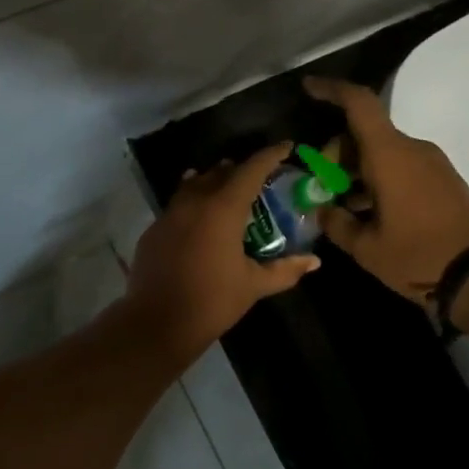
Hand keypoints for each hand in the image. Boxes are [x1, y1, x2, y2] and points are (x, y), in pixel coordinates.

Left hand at [121, 144, 320, 357]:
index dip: (270, 155)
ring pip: (195, 184)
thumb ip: (285, 269)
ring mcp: (170, 213)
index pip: (251, 169)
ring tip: (229, 188)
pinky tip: (199, 216)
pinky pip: (178, 204)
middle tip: (260, 177)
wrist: (157, 321)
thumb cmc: (212, 301)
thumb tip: (314, 261)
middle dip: (241, 169)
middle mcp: (195, 201)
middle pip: (221, 172)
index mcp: (223, 208)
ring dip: (214, 181)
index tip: (286, 147)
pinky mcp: (154, 229)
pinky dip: (193, 201)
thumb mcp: (253, 285)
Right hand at [304, 77, 468, 303]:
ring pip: (383, 152)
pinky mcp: (443, 181)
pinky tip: (368, 212)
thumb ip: (336, 223)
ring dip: (357, 170)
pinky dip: (378, 179)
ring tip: (340, 205)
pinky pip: (401, 167)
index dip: (331, 90)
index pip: (359, 104)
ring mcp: (432, 164)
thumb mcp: (366, 247)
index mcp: (390, 155)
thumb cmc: (418, 256)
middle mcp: (412, 149)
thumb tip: (322, 210)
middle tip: (321, 187)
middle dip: (336, 154)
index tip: (308, 88)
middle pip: (365, 134)